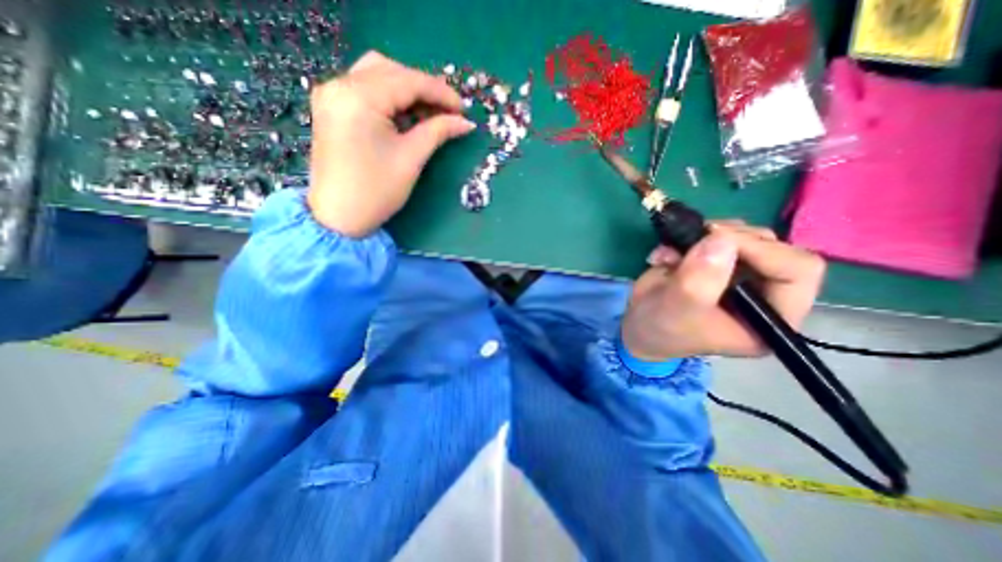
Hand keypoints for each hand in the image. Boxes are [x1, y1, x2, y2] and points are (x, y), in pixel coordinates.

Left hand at [307, 51, 473, 236]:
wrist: (339, 218)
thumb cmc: (377, 191)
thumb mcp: (411, 159)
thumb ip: (438, 132)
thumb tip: (466, 122)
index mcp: (359, 97)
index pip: (408, 81)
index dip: (441, 93)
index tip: (464, 109)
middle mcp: (339, 85)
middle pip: (391, 71)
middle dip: (424, 89)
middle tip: (449, 112)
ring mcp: (331, 95)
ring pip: (377, 75)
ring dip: (407, 90)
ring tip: (430, 113)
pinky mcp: (332, 108)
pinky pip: (365, 89)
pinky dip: (390, 97)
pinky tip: (406, 115)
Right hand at [624, 219, 824, 360]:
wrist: (638, 325)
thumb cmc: (661, 328)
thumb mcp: (679, 309)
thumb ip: (700, 280)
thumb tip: (721, 239)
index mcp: (771, 317)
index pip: (797, 271)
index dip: (762, 250)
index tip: (717, 240)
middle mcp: (763, 292)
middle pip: (771, 246)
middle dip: (728, 239)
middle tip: (694, 239)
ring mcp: (739, 274)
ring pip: (742, 235)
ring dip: (704, 236)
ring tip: (671, 253)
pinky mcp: (716, 262)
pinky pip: (713, 235)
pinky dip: (687, 237)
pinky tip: (665, 255)